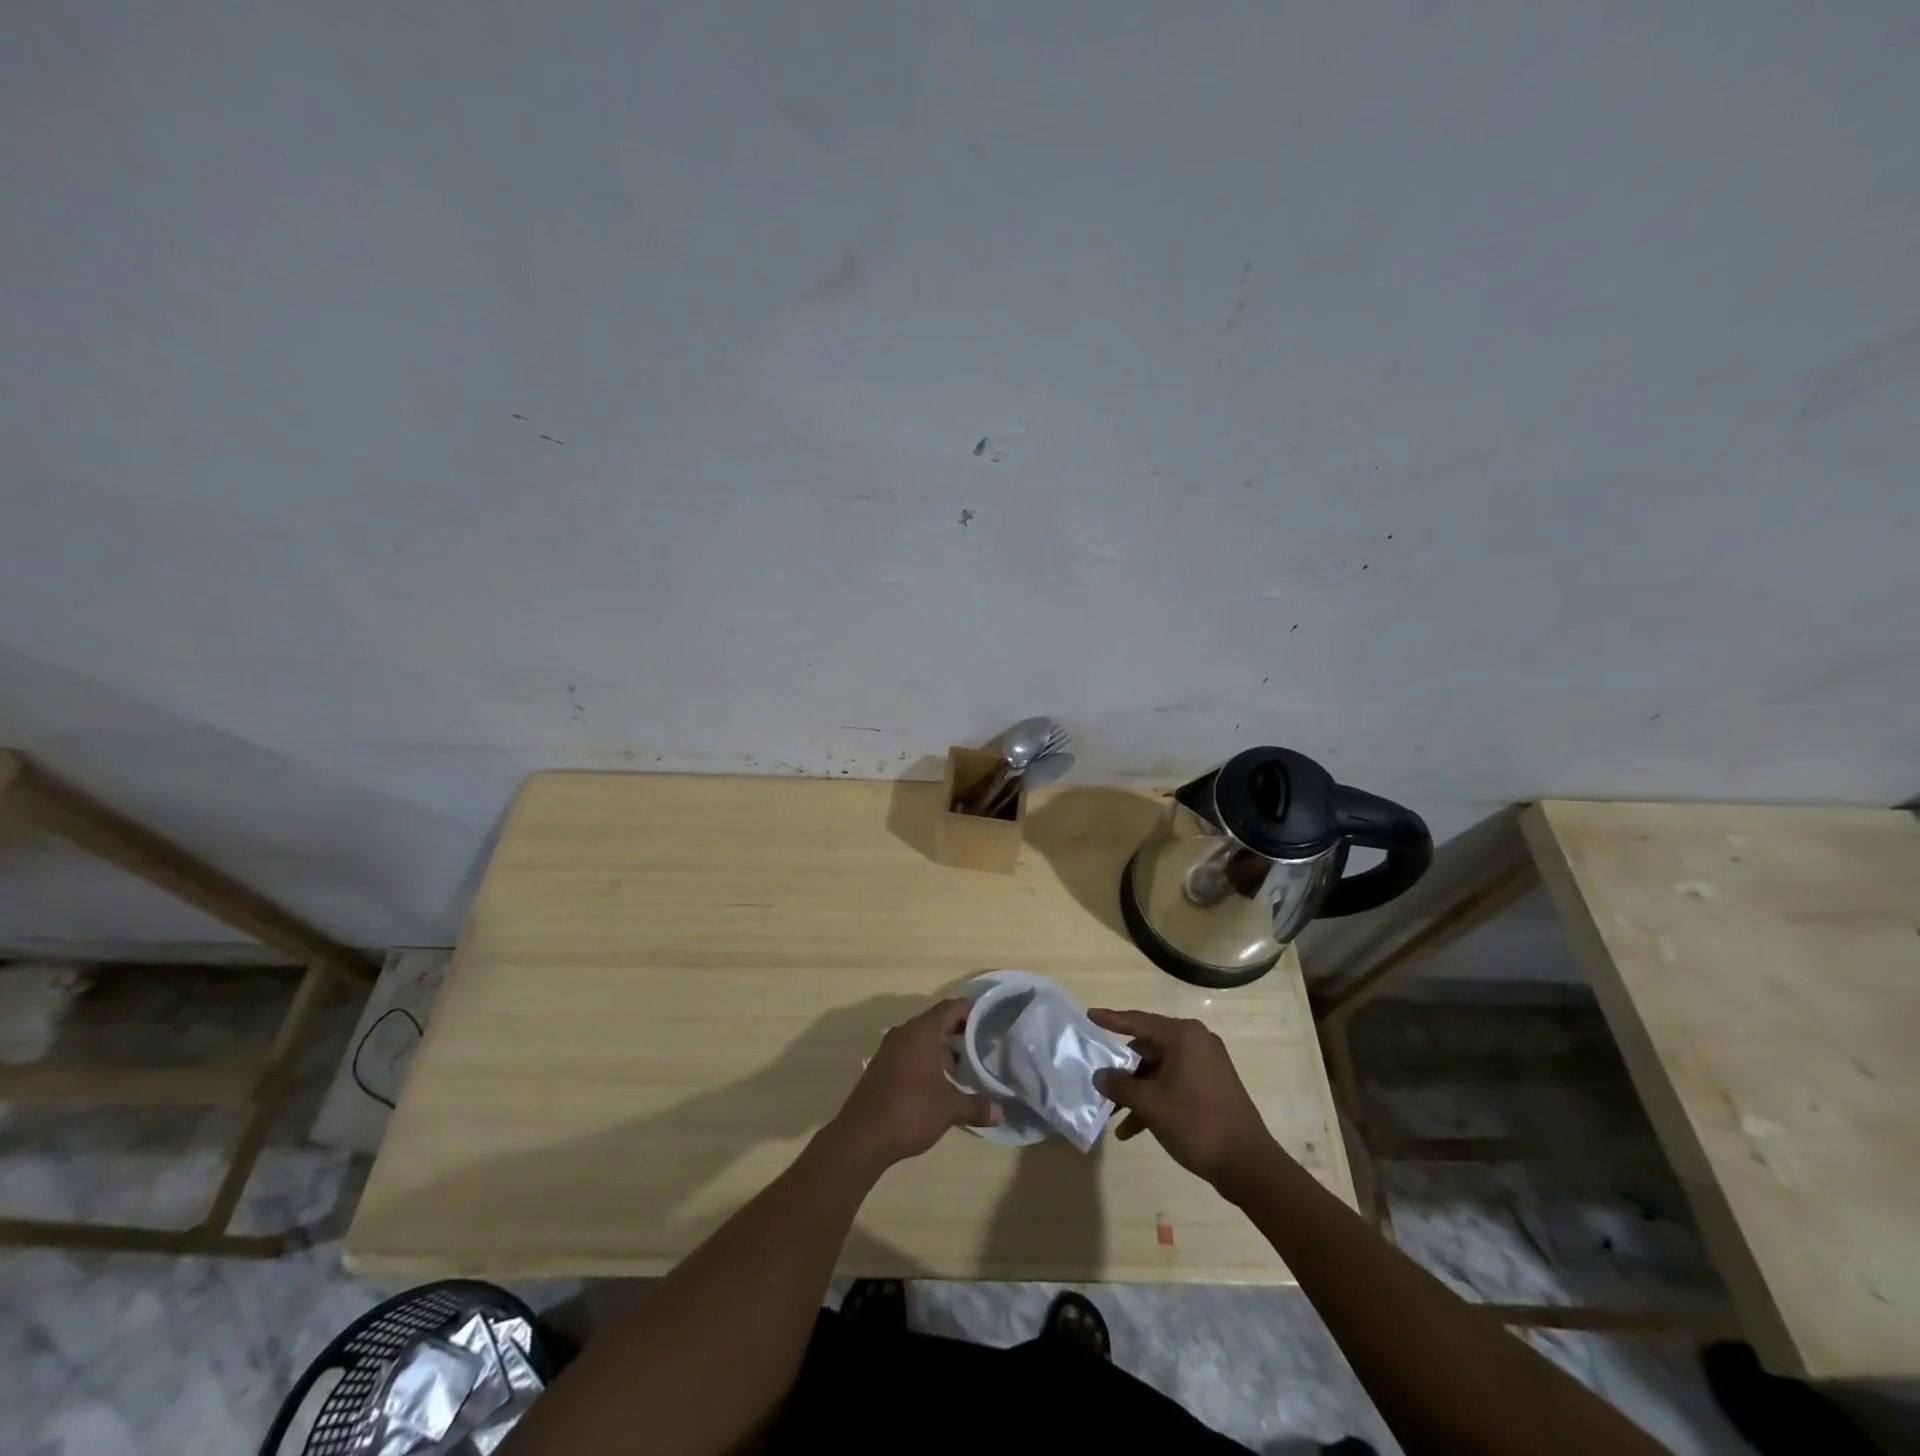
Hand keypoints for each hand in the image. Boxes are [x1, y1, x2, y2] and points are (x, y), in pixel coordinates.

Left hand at [827, 998, 999, 1168]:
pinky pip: (909, 1054)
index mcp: (921, 1032)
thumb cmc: (910, 1111)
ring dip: (941, 1049)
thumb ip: (977, 1106)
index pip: (950, 1008)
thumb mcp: (949, 1109)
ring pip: (921, 1039)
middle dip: (958, 1032)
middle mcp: (904, 1034)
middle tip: (981, 1045)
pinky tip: (939, 1083)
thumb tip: (1001, 1112)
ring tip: (964, 1067)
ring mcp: (889, 1050)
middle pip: (935, 1022)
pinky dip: (926, 1061)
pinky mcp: (881, 1068)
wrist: (861, 1137)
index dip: (970, 1010)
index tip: (988, 1018)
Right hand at [1090, 1009, 1275, 1186]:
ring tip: (1112, 1113)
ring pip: (1158, 1069)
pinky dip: (1154, 1099)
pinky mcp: (1210, 1086)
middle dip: (1122, 1069)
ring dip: (1136, 1090)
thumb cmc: (1196, 1123)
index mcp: (1183, 1036)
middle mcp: (1196, 1042)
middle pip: (1147, 1047)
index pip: (1138, 1020)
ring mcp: (1206, 1065)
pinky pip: (1173, 1083)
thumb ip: (1120, 1085)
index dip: (1111, 1020)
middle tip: (1098, 1080)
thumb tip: (1100, 1075)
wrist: (1249, 1165)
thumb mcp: (1150, 1104)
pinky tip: (1133, 1128)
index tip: (1089, 1015)